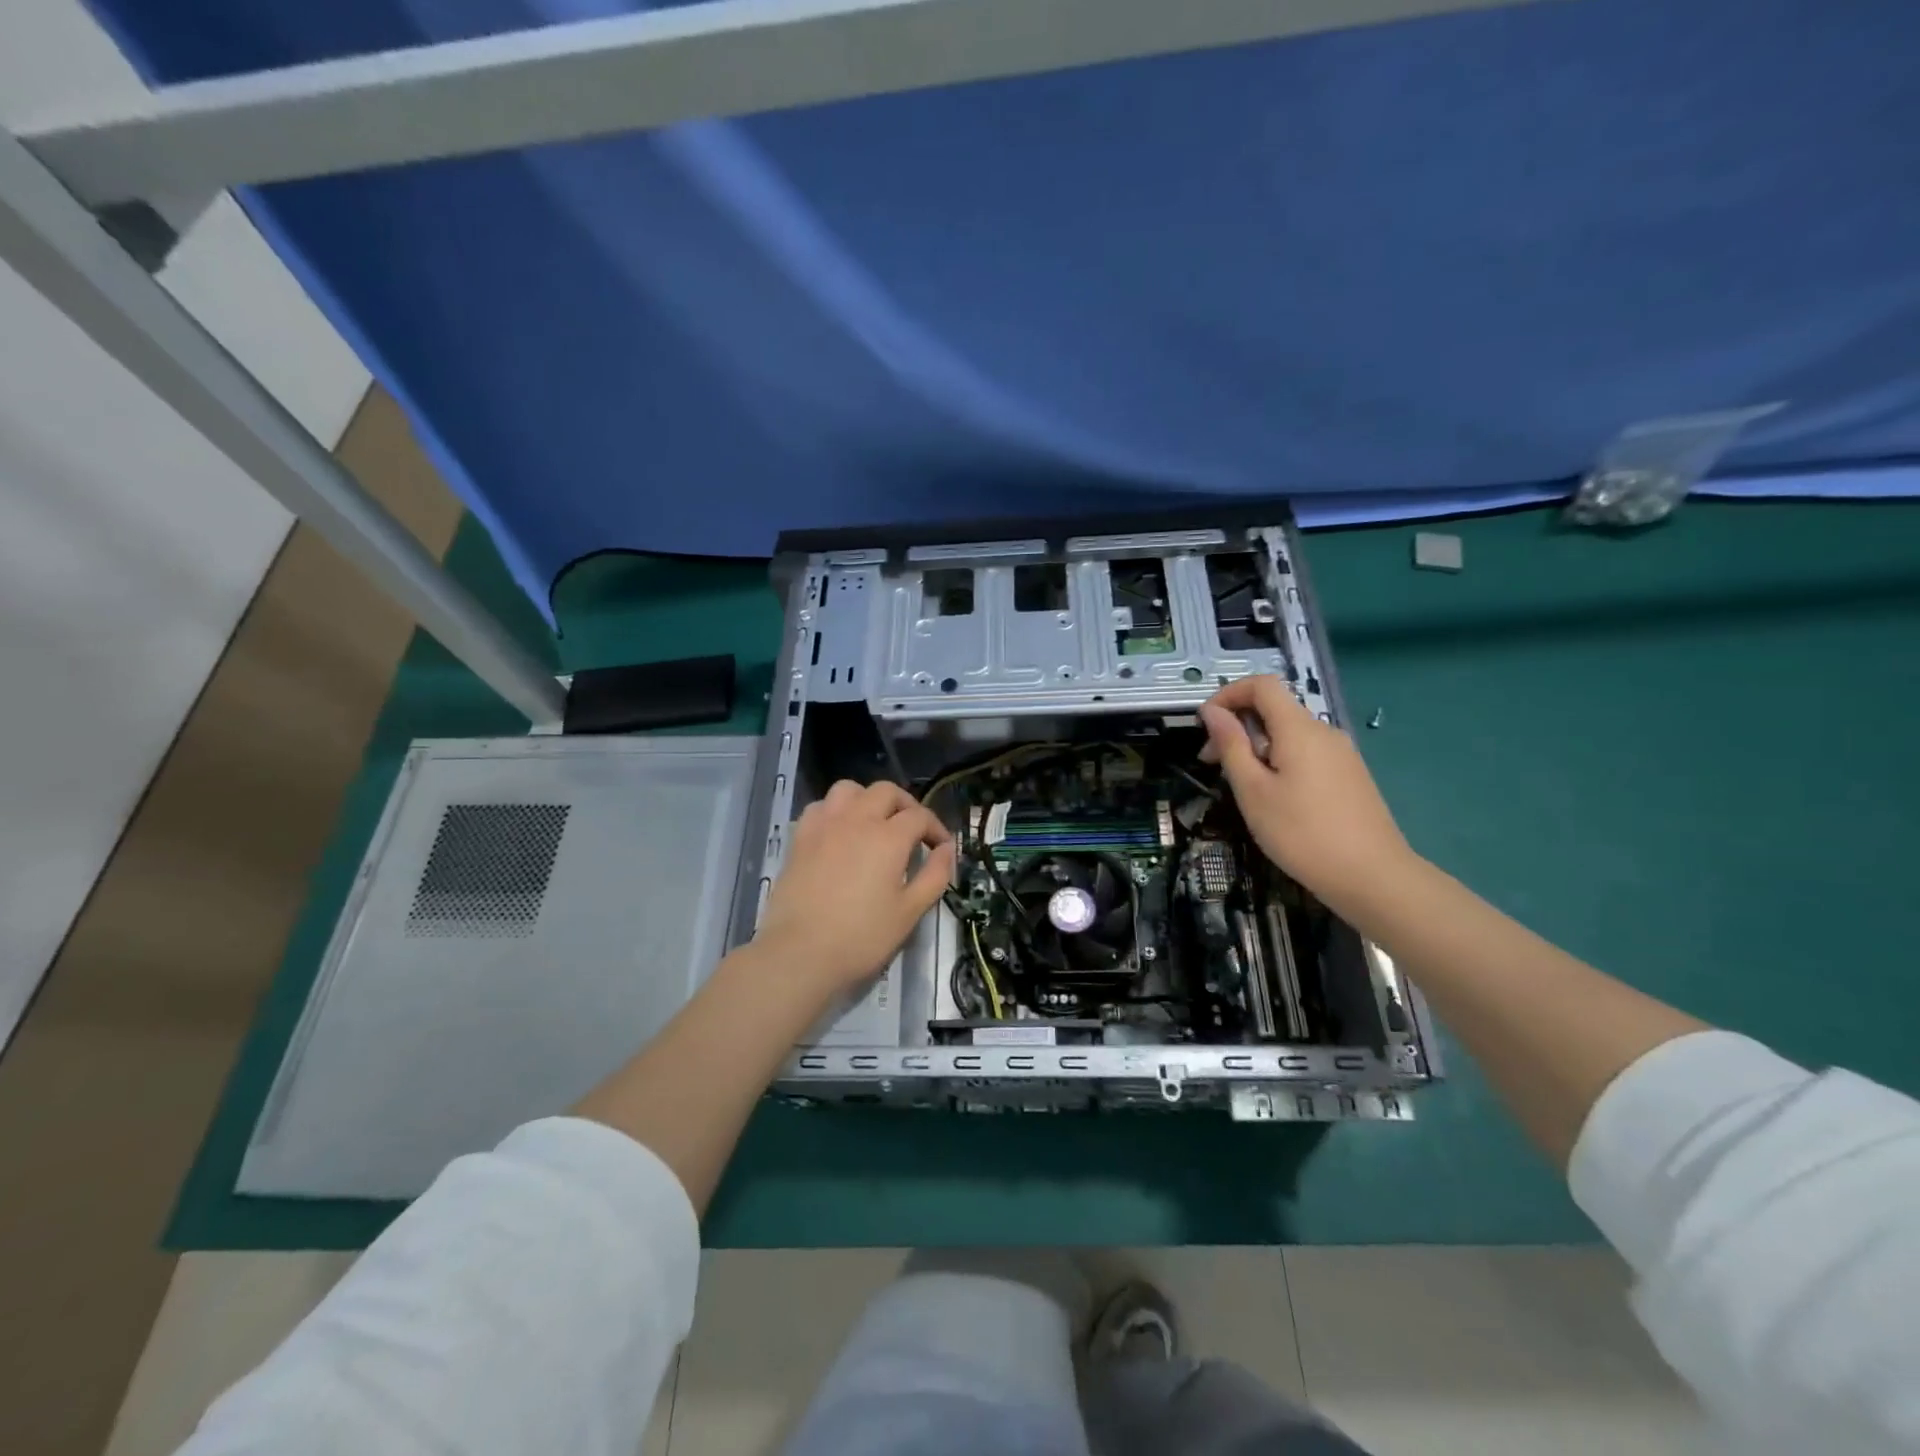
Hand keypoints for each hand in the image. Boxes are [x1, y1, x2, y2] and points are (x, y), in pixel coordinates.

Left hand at [755, 780, 955, 994]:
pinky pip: (821, 807)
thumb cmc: (861, 937)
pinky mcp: (800, 838)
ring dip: (868, 800)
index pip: (920, 816)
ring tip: (875, 823)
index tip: (941, 848)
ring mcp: (824, 825)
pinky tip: (840, 833)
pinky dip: (836, 811)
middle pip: (886, 792)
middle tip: (913, 831)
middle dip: (906, 806)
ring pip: (849, 790)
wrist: (799, 953)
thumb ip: (934, 875)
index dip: (936, 829)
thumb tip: (947, 849)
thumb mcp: (910, 912)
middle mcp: (857, 820)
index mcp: (888, 837)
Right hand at [1198, 675, 1415, 915]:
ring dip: (1256, 747)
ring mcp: (1341, 754)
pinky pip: (1306, 754)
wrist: (1373, 878)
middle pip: (1274, 709)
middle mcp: (1324, 732)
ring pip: (1289, 734)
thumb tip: (1212, 712)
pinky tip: (1274, 798)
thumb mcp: (1253, 791)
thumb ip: (1231, 746)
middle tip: (1211, 764)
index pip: (1262, 685)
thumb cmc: (1302, 834)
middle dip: (1237, 727)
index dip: (1228, 694)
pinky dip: (1280, 761)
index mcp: (1299, 729)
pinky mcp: (1350, 776)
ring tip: (1241, 787)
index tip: (1204, 726)